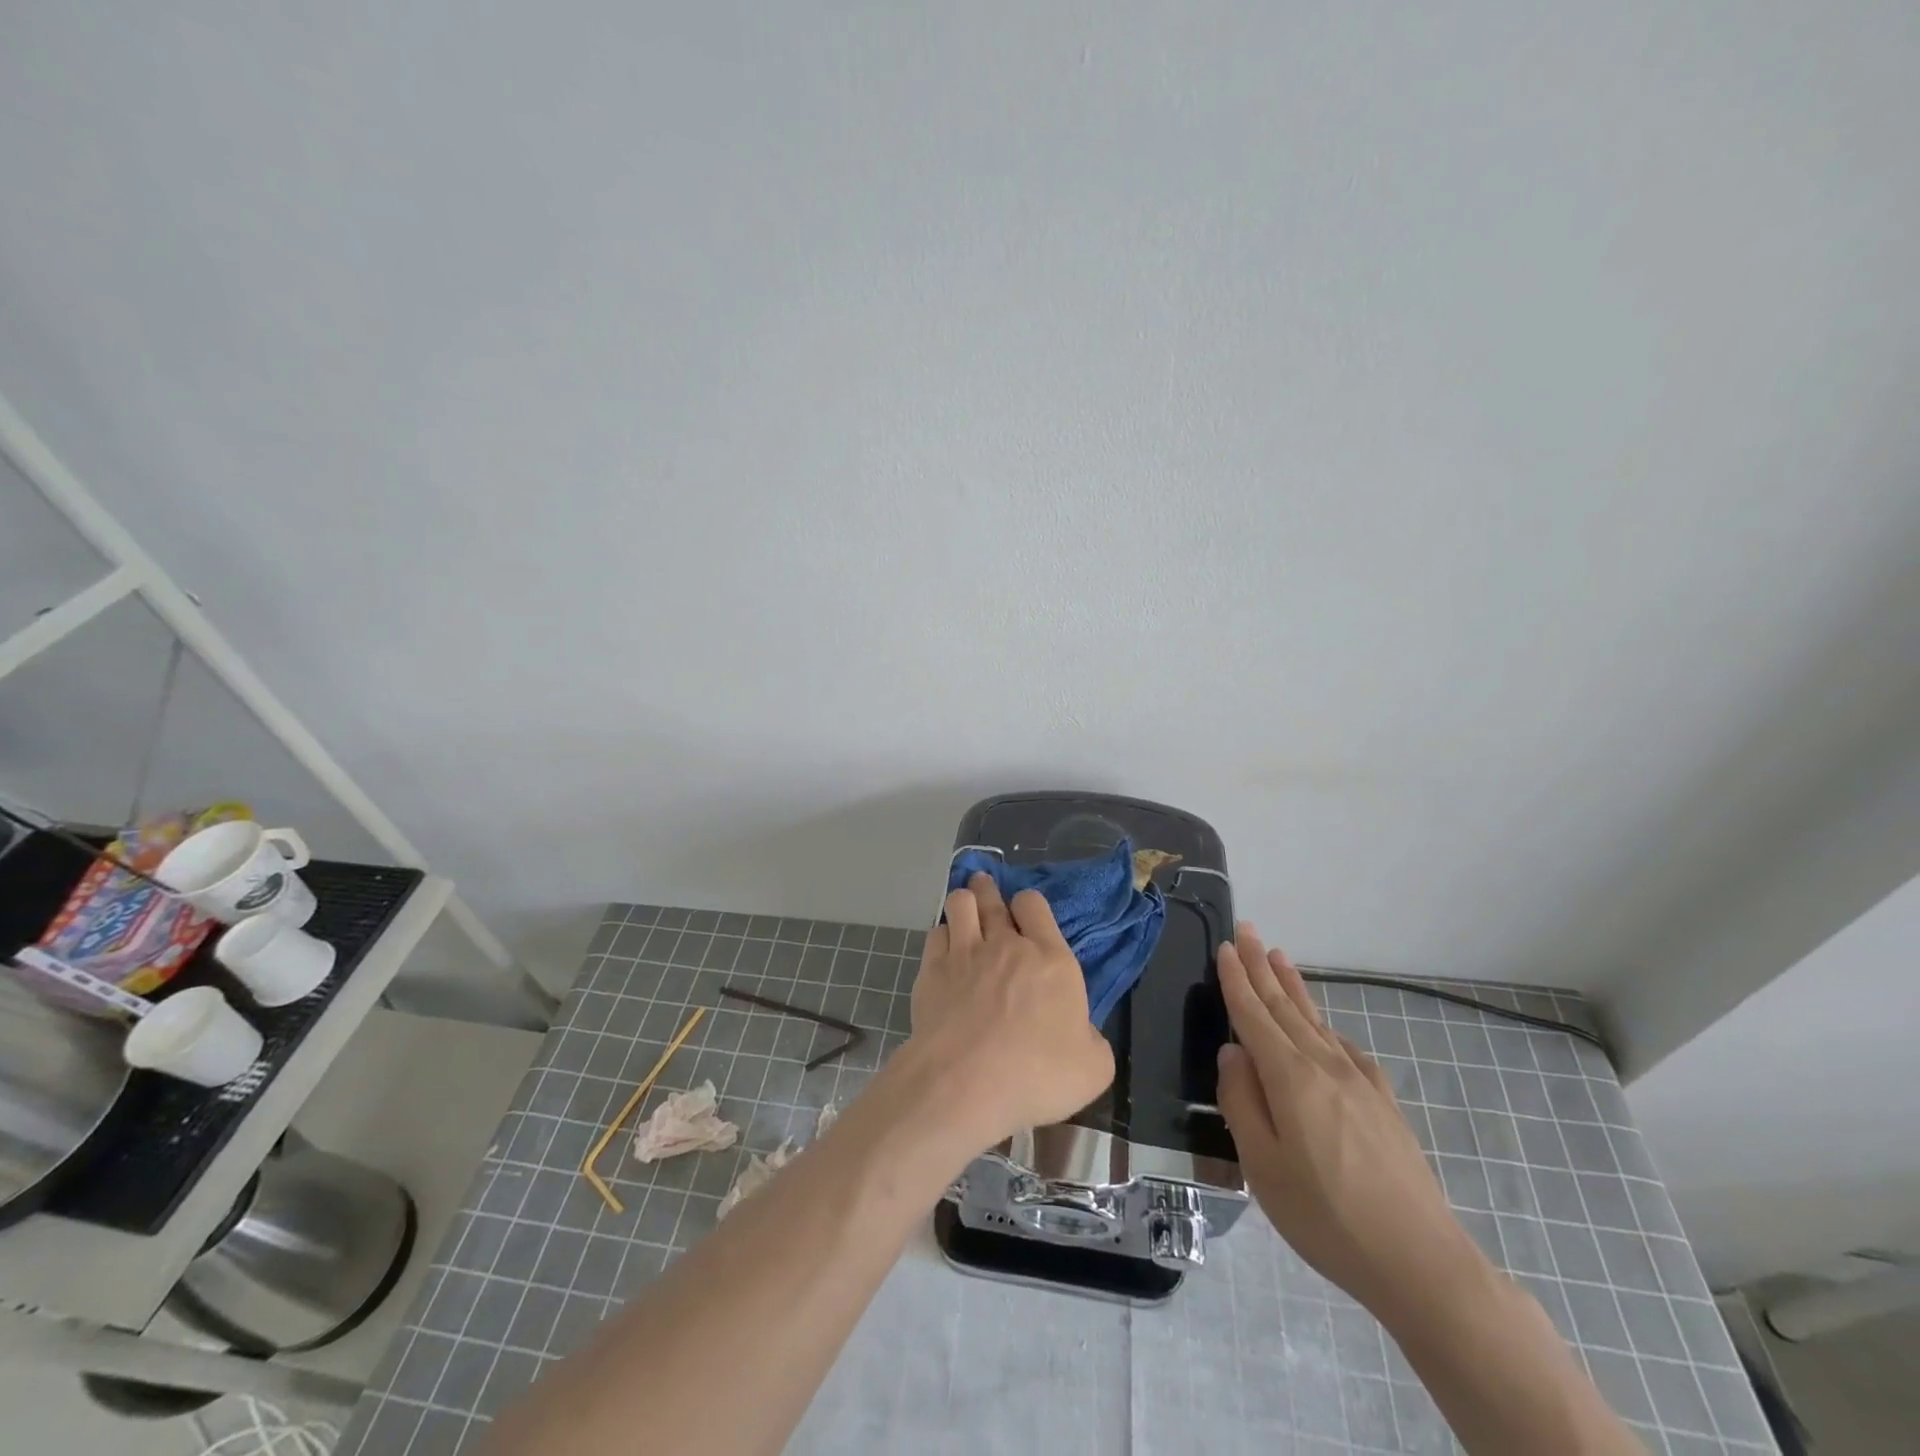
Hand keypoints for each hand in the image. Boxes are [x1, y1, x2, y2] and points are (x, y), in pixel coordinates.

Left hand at [907, 873, 1114, 1150]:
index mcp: (1051, 959)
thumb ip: (1092, 1039)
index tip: (1025, 913)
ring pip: (960, 904)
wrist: (967, 1082)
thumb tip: (1081, 1031)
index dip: (1028, 904)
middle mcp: (1006, 944)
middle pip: (993, 898)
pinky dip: (941, 935)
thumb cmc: (1037, 1074)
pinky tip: (943, 946)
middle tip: (984, 886)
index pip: (1035, 905)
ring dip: (963, 901)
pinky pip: (935, 933)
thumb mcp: (1093, 1067)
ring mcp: (965, 952)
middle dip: (988, 889)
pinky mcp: (932, 969)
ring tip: (963, 906)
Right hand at [1213, 923, 1491, 1322]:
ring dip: (1293, 986)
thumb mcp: (1262, 1166)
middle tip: (1247, 931)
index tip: (1225, 946)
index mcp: (1290, 1078)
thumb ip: (1241, 1101)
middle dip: (1262, 967)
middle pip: (1285, 1007)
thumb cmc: (1326, 1217)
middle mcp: (1324, 1066)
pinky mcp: (1383, 1103)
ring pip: (1316, 1021)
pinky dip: (1326, 1026)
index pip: (1254, 1015)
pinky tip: (1324, 1027)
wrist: (1421, 1262)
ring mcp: (1360, 1082)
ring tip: (1278, 957)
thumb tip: (1232, 1052)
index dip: (1236, 980)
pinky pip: (1345, 1047)